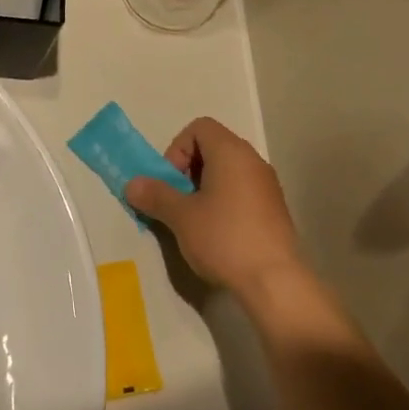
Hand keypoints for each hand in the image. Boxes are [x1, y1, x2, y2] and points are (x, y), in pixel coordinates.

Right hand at [125, 118, 310, 313]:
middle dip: (188, 170)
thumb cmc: (224, 238)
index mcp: (231, 152)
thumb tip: (132, 184)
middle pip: (213, 147)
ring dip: (205, 188)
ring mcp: (267, 185)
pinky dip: (224, 202)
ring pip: (228, 172)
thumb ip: (155, 195)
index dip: (178, 149)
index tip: (171, 182)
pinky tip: (217, 234)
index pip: (199, 127)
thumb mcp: (181, 217)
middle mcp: (252, 160)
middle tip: (178, 201)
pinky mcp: (274, 209)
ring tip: (195, 220)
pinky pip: (242, 191)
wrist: (275, 282)